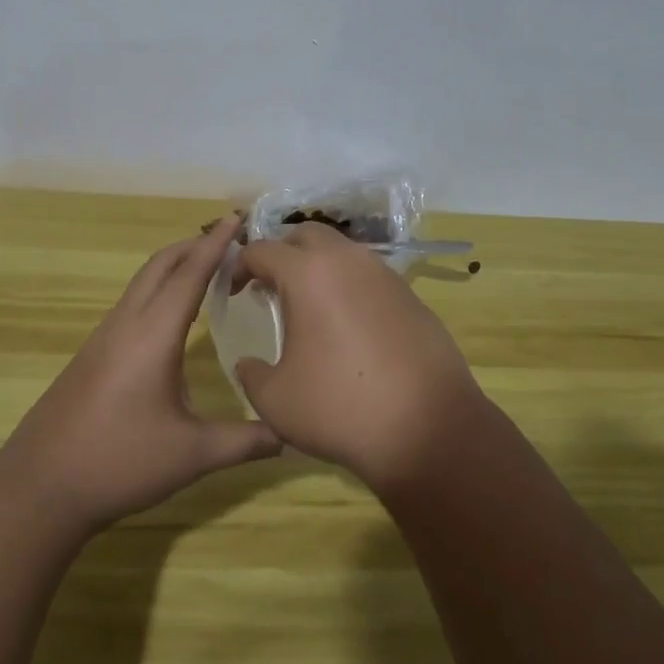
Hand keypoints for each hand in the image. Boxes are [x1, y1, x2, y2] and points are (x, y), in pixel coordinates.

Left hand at [0, 214, 282, 533]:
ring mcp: (104, 337)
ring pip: (143, 282)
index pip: (190, 273)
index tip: (237, 217)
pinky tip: (173, 315)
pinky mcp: (93, 354)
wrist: (40, 486)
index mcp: (153, 334)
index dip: (216, 244)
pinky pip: (132, 303)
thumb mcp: (192, 455)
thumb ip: (245, 441)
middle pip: (161, 265)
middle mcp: (127, 323)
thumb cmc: (120, 462)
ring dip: (175, 265)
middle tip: (231, 239)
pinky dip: (159, 289)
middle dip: (195, 244)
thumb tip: (291, 434)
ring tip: (208, 268)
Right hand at [231, 224, 487, 493]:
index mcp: (308, 274)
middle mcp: (347, 261)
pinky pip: (369, 276)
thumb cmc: (340, 408)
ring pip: (342, 252)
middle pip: (306, 234)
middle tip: (270, 286)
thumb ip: (251, 373)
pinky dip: (349, 287)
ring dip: (318, 267)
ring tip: (308, 306)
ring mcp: (385, 275)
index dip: (240, 266)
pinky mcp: (411, 296)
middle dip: (282, 252)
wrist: (429, 429)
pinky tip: (348, 326)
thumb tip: (249, 364)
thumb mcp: (275, 400)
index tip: (234, 291)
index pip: (262, 249)